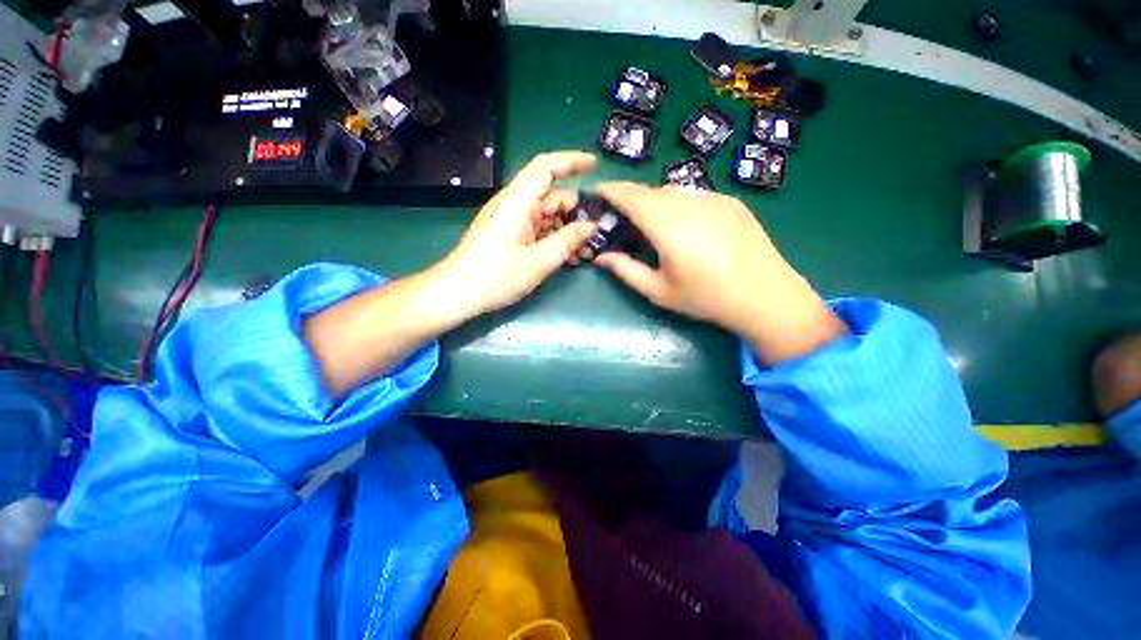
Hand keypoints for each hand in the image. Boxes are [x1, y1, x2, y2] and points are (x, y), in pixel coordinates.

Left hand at [432, 151, 597, 322]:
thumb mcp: (538, 261)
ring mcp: (512, 221)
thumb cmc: (496, 276)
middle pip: (552, 197)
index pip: (546, 167)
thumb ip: (567, 241)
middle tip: (597, 233)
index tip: (595, 165)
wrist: (457, 294)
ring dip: (568, 231)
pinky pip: (538, 230)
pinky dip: (555, 239)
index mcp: (518, 201)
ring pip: (547, 216)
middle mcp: (515, 205)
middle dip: (576, 212)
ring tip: (587, 252)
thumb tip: (590, 226)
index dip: (572, 161)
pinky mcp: (510, 235)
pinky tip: (570, 257)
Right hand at [593, 183, 847, 363]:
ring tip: (651, 223)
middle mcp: (689, 202)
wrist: (766, 297)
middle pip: (650, 190)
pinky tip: (683, 226)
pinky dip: (678, 204)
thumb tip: (601, 257)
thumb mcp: (658, 290)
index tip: (596, 192)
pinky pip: (694, 195)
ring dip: (654, 201)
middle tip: (620, 215)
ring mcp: (713, 198)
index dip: (610, 190)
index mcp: (667, 225)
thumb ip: (625, 270)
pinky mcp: (731, 202)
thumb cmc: (705, 298)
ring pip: (673, 190)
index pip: (630, 196)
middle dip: (630, 198)